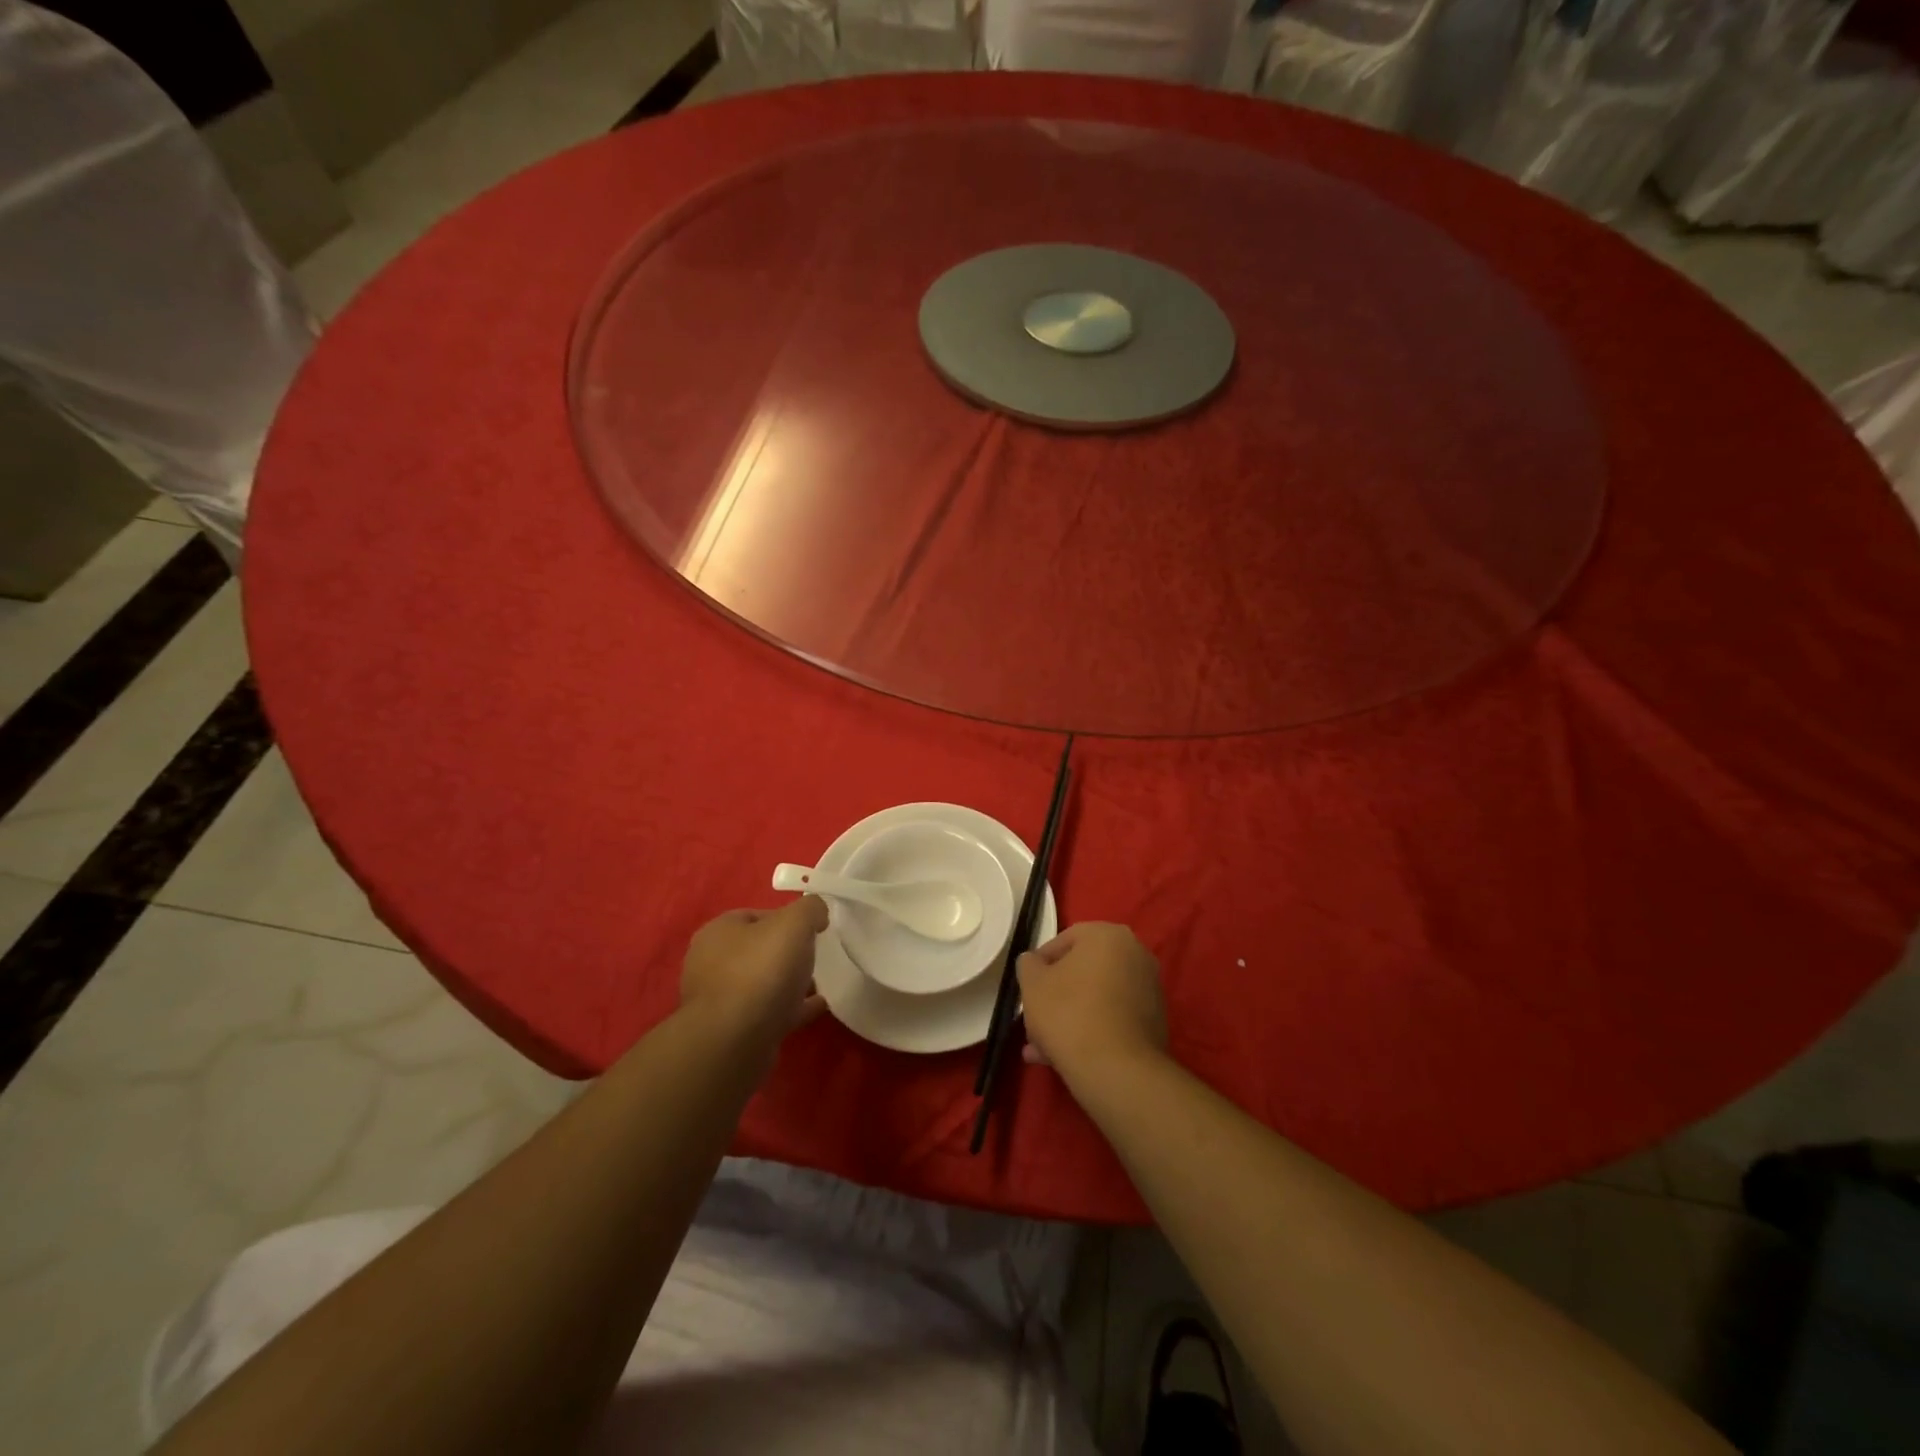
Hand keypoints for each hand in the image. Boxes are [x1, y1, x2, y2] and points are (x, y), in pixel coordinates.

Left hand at [680, 898, 828, 1047]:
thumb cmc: (761, 971)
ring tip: (820, 983)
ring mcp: (720, 1000)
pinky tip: (817, 1007)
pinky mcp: (733, 1031)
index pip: (755, 914)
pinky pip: (769, 1012)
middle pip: (758, 950)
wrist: (735, 1042)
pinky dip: (792, 1007)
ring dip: (789, 982)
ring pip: (762, 983)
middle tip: (816, 956)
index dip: (786, 918)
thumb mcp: (794, 923)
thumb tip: (817, 913)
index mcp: (718, 932)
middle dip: (787, 952)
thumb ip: (810, 909)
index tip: (812, 929)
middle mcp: (711, 963)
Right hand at [1017, 922, 1167, 1079]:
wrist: (1117, 1070)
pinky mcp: (1154, 1023)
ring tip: (1040, 1050)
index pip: (1065, 940)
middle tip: (1033, 1021)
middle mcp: (1135, 954)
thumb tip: (1034, 962)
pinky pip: (1112, 1019)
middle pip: (1082, 972)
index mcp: (1108, 935)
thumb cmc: (1068, 1013)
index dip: (1040, 965)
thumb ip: (1029, 964)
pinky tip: (1065, 1058)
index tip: (1027, 988)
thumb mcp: (1032, 984)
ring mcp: (1149, 989)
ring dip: (1069, 1019)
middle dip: (1055, 997)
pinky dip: (1091, 1032)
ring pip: (1096, 999)